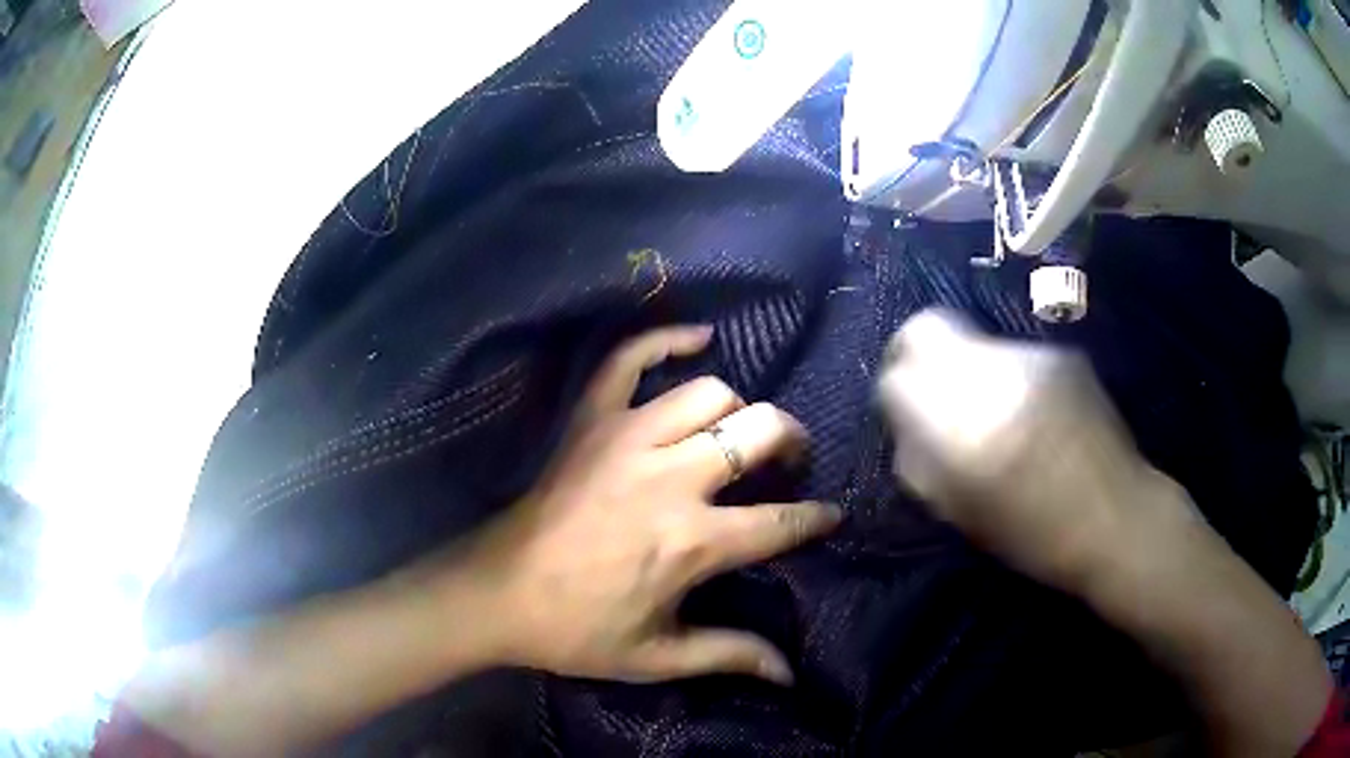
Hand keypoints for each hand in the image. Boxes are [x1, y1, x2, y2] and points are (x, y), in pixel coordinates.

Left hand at [458, 326, 841, 684]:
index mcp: (690, 542)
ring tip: (737, 430)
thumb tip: (790, 674)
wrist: (497, 594)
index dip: (815, 517)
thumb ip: (729, 656)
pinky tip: (698, 339)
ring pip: (709, 394)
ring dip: (737, 409)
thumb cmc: (576, 630)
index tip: (831, 513)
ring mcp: (627, 438)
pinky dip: (665, 341)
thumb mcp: (657, 658)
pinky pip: (630, 360)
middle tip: (790, 459)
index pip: (779, 522)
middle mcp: (670, 479)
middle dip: (791, 440)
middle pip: (758, 431)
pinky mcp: (591, 421)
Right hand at [877, 309, 1186, 589]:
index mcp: (957, 424)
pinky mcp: (1062, 353)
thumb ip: (920, 460)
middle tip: (938, 394)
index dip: (894, 379)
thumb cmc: (1033, 535)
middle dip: (924, 358)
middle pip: (931, 329)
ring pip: (975, 343)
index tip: (903, 401)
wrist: (1117, 517)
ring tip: (999, 414)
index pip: (898, 365)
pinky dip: (1012, 378)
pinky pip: (1016, 356)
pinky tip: (1035, 414)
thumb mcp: (959, 511)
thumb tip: (905, 424)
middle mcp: (990, 374)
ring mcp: (1031, 356)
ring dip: (973, 370)